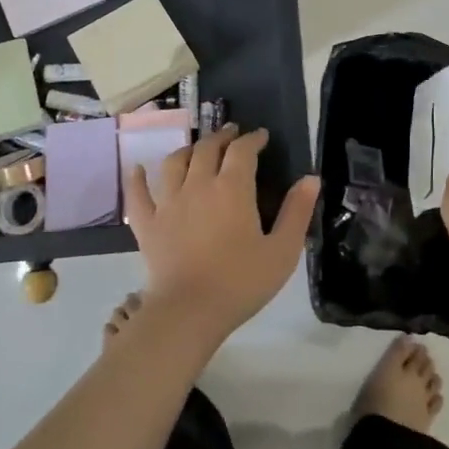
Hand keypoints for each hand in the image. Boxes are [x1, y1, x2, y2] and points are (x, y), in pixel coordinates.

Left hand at [124, 123, 319, 343]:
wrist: (189, 313)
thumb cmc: (241, 282)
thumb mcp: (282, 250)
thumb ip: (297, 212)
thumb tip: (311, 178)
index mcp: (232, 188)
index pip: (242, 150)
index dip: (252, 139)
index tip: (261, 136)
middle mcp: (198, 185)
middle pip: (207, 149)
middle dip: (221, 137)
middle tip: (231, 135)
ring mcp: (168, 203)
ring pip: (174, 163)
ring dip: (187, 150)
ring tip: (196, 149)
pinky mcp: (147, 224)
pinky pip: (138, 194)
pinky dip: (137, 178)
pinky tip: (137, 169)